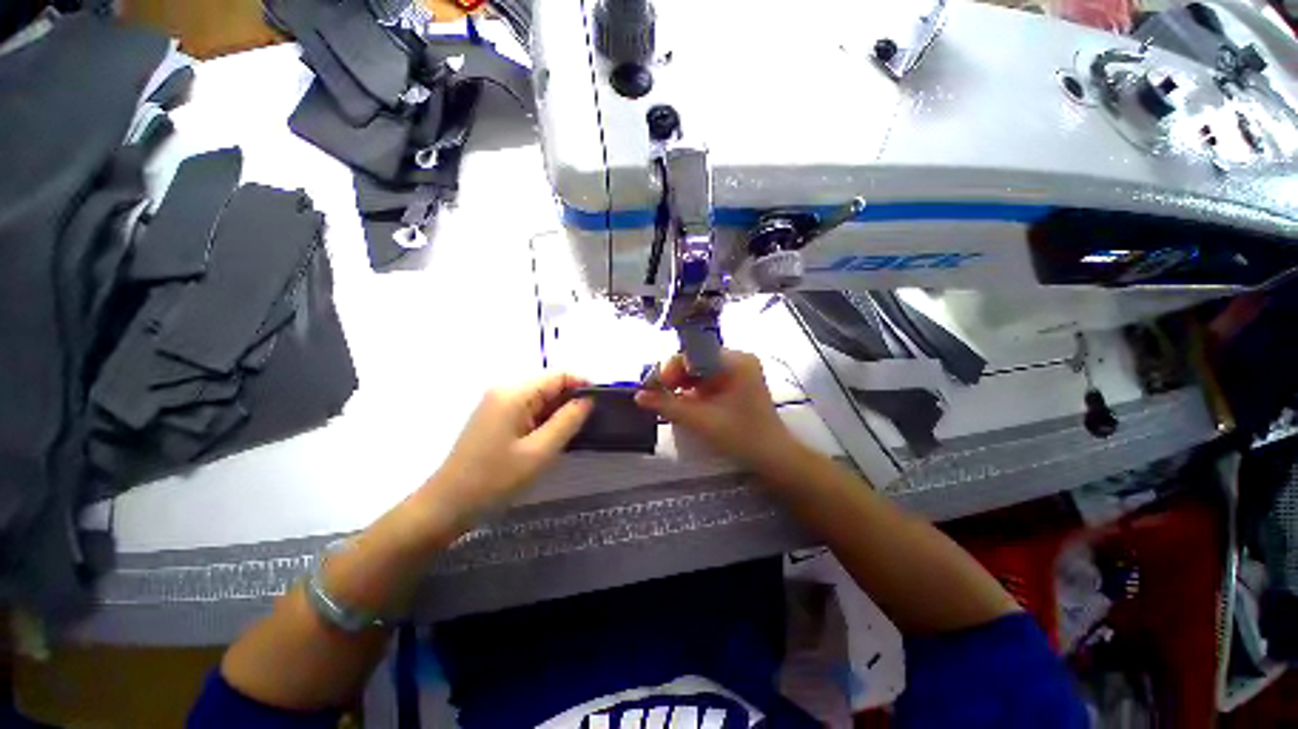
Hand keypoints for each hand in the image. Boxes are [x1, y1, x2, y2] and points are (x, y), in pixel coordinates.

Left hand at [428, 373, 592, 522]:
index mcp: (515, 393)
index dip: (583, 384)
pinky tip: (553, 436)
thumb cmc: (495, 479)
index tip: (603, 402)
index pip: (558, 375)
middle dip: (572, 399)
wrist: (447, 505)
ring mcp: (497, 402)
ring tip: (576, 431)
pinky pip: (528, 408)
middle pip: (549, 384)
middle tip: (592, 422)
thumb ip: (568, 421)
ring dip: (559, 411)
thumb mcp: (540, 452)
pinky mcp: (495, 416)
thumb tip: (588, 400)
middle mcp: (505, 390)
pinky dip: (545, 418)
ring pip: (540, 397)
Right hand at [635, 350, 800, 474]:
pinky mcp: (734, 382)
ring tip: (667, 400)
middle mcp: (737, 359)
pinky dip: (692, 390)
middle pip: (695, 360)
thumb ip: (668, 406)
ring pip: (699, 370)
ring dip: (681, 384)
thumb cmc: (741, 437)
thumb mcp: (701, 421)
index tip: (656, 386)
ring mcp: (737, 370)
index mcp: (735, 361)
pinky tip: (682, 402)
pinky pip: (706, 379)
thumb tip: (638, 396)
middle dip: (675, 377)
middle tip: (658, 395)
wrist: (773, 457)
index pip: (694, 353)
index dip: (671, 367)